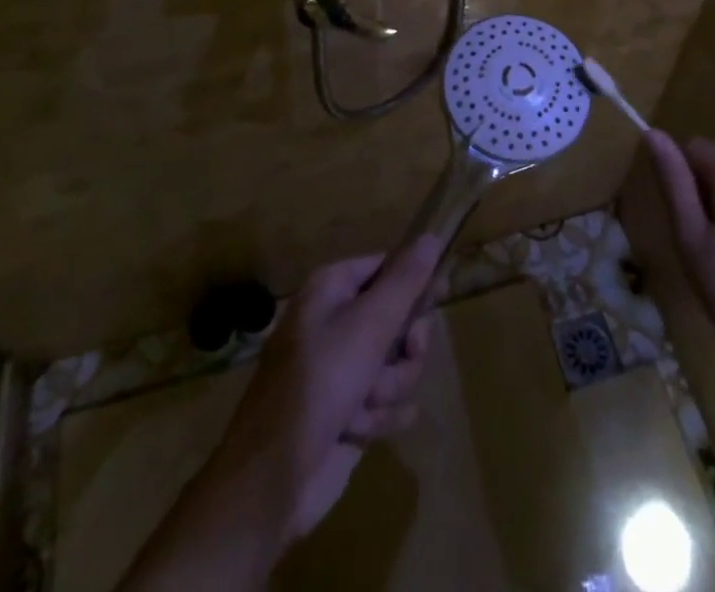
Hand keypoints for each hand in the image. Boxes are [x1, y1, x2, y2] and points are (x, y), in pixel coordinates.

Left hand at [205, 235, 443, 543]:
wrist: (274, 478)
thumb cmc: (320, 383)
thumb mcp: (369, 325)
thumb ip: (404, 281)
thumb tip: (431, 236)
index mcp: (331, 289)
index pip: (386, 267)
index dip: (415, 282)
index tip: (440, 296)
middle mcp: (334, 321)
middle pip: (397, 319)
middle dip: (403, 348)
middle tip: (404, 357)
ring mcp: (339, 369)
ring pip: (395, 364)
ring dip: (388, 388)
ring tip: (364, 407)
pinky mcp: (346, 411)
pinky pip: (384, 402)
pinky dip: (378, 418)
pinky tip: (360, 431)